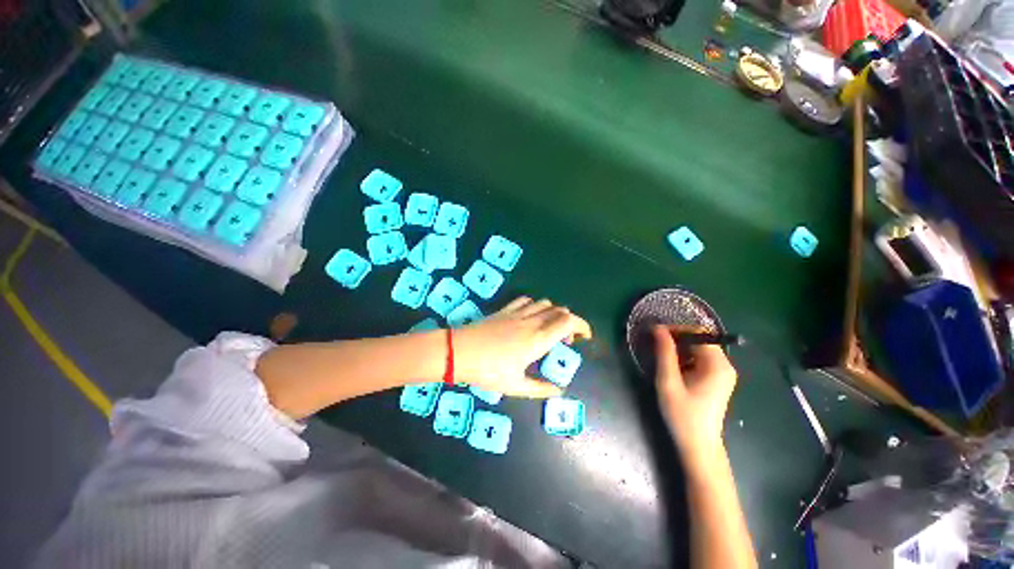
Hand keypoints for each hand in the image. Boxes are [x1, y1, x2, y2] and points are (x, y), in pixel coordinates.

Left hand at [454, 297, 592, 397]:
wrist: (459, 351)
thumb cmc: (488, 371)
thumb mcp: (515, 386)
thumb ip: (540, 388)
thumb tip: (558, 391)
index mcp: (538, 339)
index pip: (569, 322)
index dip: (582, 326)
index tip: (584, 337)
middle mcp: (532, 321)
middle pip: (560, 310)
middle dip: (570, 322)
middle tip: (565, 340)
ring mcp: (518, 313)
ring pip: (545, 303)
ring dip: (554, 313)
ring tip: (549, 328)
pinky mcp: (505, 310)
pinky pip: (527, 301)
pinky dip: (536, 306)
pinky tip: (530, 317)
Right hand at [653, 325, 737, 459]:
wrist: (698, 445)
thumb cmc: (683, 414)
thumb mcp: (668, 381)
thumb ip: (665, 353)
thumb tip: (658, 328)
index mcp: (717, 365)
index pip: (698, 333)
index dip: (676, 329)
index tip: (655, 333)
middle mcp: (725, 366)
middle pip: (700, 340)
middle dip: (677, 338)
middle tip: (655, 344)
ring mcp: (723, 374)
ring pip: (699, 349)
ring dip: (680, 348)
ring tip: (662, 356)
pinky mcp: (717, 380)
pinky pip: (701, 359)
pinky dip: (686, 357)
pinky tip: (673, 368)